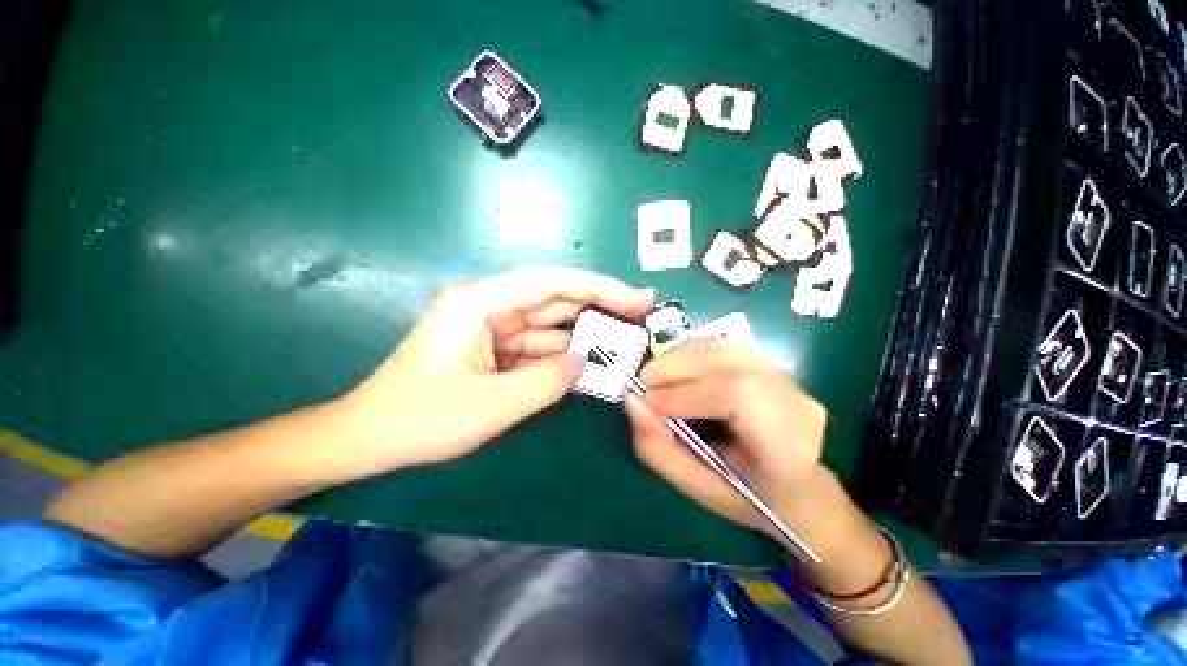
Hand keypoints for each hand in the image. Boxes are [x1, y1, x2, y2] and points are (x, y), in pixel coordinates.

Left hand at [339, 266, 653, 474]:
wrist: (371, 438)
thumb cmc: (421, 418)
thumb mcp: (492, 405)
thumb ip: (547, 381)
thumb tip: (585, 362)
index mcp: (482, 302)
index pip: (553, 283)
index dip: (600, 287)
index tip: (637, 298)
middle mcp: (490, 306)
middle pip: (556, 299)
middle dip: (599, 306)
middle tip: (641, 317)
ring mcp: (494, 327)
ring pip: (550, 324)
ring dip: (584, 334)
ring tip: (624, 342)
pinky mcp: (496, 348)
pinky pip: (538, 346)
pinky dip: (563, 355)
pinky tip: (590, 363)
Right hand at [623, 339, 828, 540]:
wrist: (796, 488)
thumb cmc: (744, 495)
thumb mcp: (694, 485)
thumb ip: (657, 447)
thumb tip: (632, 400)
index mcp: (787, 447)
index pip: (737, 397)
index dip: (686, 393)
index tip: (648, 402)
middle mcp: (796, 404)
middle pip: (728, 363)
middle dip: (676, 367)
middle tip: (644, 382)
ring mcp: (788, 380)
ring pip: (724, 349)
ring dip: (680, 356)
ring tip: (655, 374)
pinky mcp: (773, 366)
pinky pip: (724, 348)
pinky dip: (692, 352)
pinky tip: (676, 367)